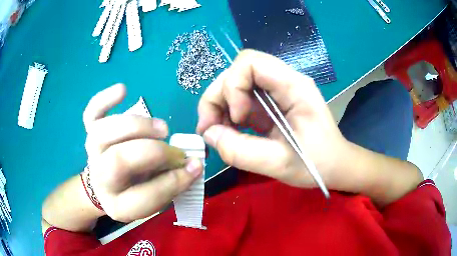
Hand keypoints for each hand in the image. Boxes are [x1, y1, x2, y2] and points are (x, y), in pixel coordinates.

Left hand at [83, 84, 202, 221]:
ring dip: (136, 126)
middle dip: (155, 152)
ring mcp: (92, 152)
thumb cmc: (134, 191)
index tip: (195, 166)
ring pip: (104, 133)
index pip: (145, 196)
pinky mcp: (89, 132)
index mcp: (118, 204)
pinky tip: (123, 90)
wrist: (105, 185)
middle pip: (119, 161)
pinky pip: (91, 112)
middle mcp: (101, 179)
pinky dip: (104, 99)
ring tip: (162, 128)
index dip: (174, 182)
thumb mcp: (153, 198)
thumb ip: (170, 183)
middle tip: (178, 150)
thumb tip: (193, 164)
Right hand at [197, 50, 350, 189]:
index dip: (233, 85)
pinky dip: (227, 114)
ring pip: (236, 84)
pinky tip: (227, 131)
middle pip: (239, 71)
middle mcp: (284, 82)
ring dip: (219, 105)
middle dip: (218, 96)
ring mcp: (276, 93)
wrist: (335, 166)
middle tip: (209, 127)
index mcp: (294, 86)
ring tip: (216, 132)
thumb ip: (241, 151)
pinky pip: (241, 100)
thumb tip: (209, 134)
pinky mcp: (271, 105)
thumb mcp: (280, 164)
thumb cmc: (318, 164)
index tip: (236, 117)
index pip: (251, 62)